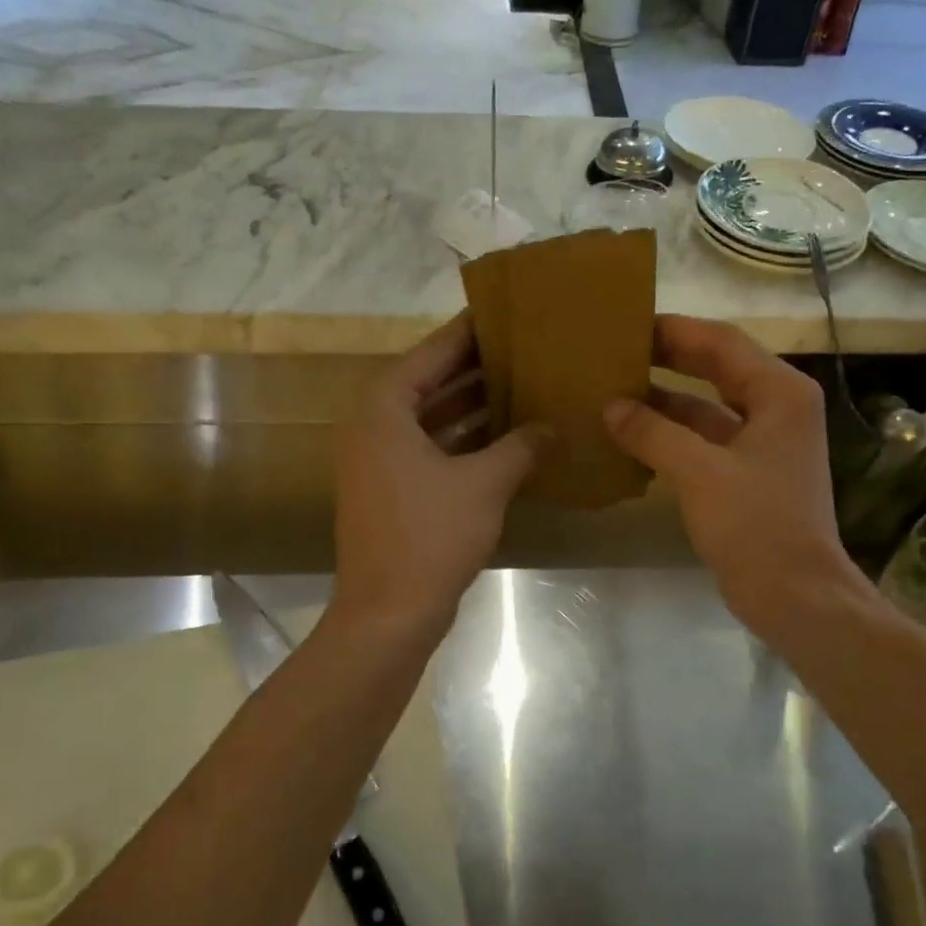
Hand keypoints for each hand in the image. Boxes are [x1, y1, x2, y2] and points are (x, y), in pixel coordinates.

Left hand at [332, 314, 545, 635]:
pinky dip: (463, 442)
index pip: (432, 353)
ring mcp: (379, 462)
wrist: (388, 614)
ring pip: (431, 420)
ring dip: (472, 407)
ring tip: (523, 386)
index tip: (506, 312)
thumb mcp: (485, 484)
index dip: (469, 332)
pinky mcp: (391, 492)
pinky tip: (506, 440)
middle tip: (524, 349)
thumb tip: (552, 426)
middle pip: (429, 383)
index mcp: (385, 410)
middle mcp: (373, 427)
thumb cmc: (430, 536)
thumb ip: (521, 447)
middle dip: (475, 369)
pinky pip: (431, 450)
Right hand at [604, 315, 870, 636]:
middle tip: (617, 351)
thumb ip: (653, 433)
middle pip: (716, 368)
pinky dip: (672, 436)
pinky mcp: (747, 474)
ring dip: (665, 400)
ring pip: (706, 407)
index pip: (721, 342)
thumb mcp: (700, 473)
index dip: (674, 330)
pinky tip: (632, 436)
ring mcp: (763, 443)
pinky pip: (704, 441)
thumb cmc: (756, 526)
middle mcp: (777, 409)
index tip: (627, 325)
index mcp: (780, 394)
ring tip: (614, 390)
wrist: (796, 596)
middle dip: (667, 359)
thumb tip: (611, 406)